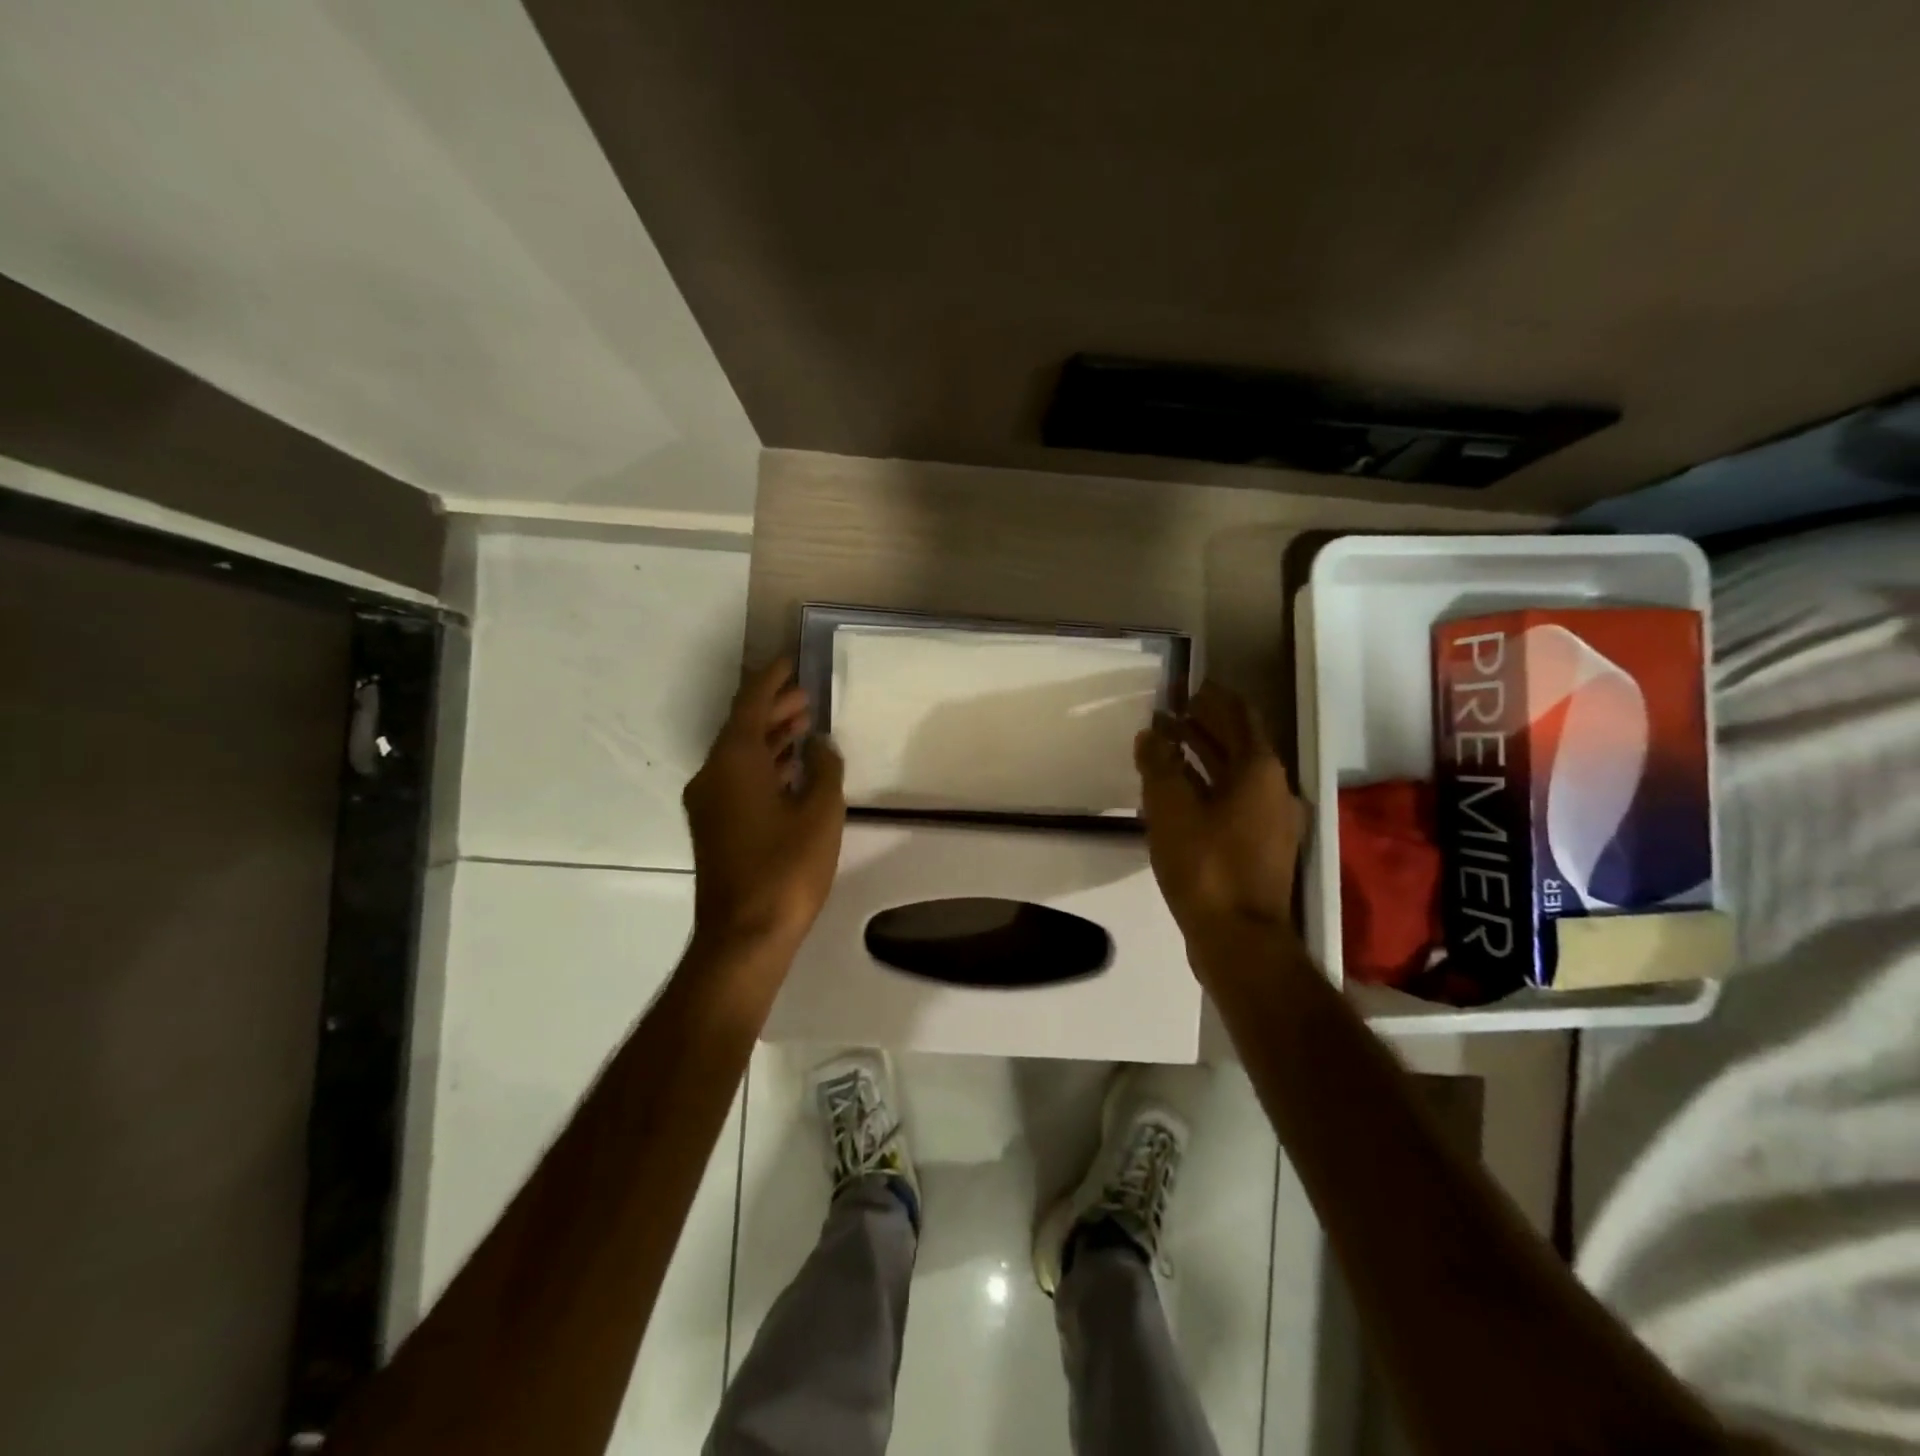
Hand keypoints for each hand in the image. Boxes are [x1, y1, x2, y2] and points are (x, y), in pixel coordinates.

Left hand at [683, 660, 845, 953]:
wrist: (744, 935)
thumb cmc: (786, 869)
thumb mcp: (820, 812)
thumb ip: (824, 768)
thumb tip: (819, 744)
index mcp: (734, 761)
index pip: (751, 703)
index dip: (773, 679)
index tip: (793, 661)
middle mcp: (713, 774)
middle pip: (743, 727)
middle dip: (774, 707)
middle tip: (808, 695)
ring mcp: (709, 802)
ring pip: (740, 755)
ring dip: (770, 737)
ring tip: (805, 724)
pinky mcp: (714, 826)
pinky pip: (738, 778)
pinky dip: (764, 765)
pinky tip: (791, 768)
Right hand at [1135, 681, 1305, 949]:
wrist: (1239, 938)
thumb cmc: (1205, 865)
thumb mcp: (1171, 809)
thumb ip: (1159, 765)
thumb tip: (1151, 734)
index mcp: (1259, 770)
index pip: (1239, 715)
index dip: (1214, 698)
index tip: (1187, 686)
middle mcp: (1274, 788)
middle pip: (1239, 743)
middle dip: (1205, 725)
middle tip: (1170, 713)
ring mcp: (1272, 821)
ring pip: (1236, 775)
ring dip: (1204, 756)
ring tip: (1168, 746)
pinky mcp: (1262, 847)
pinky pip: (1234, 801)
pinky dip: (1209, 787)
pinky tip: (1179, 793)